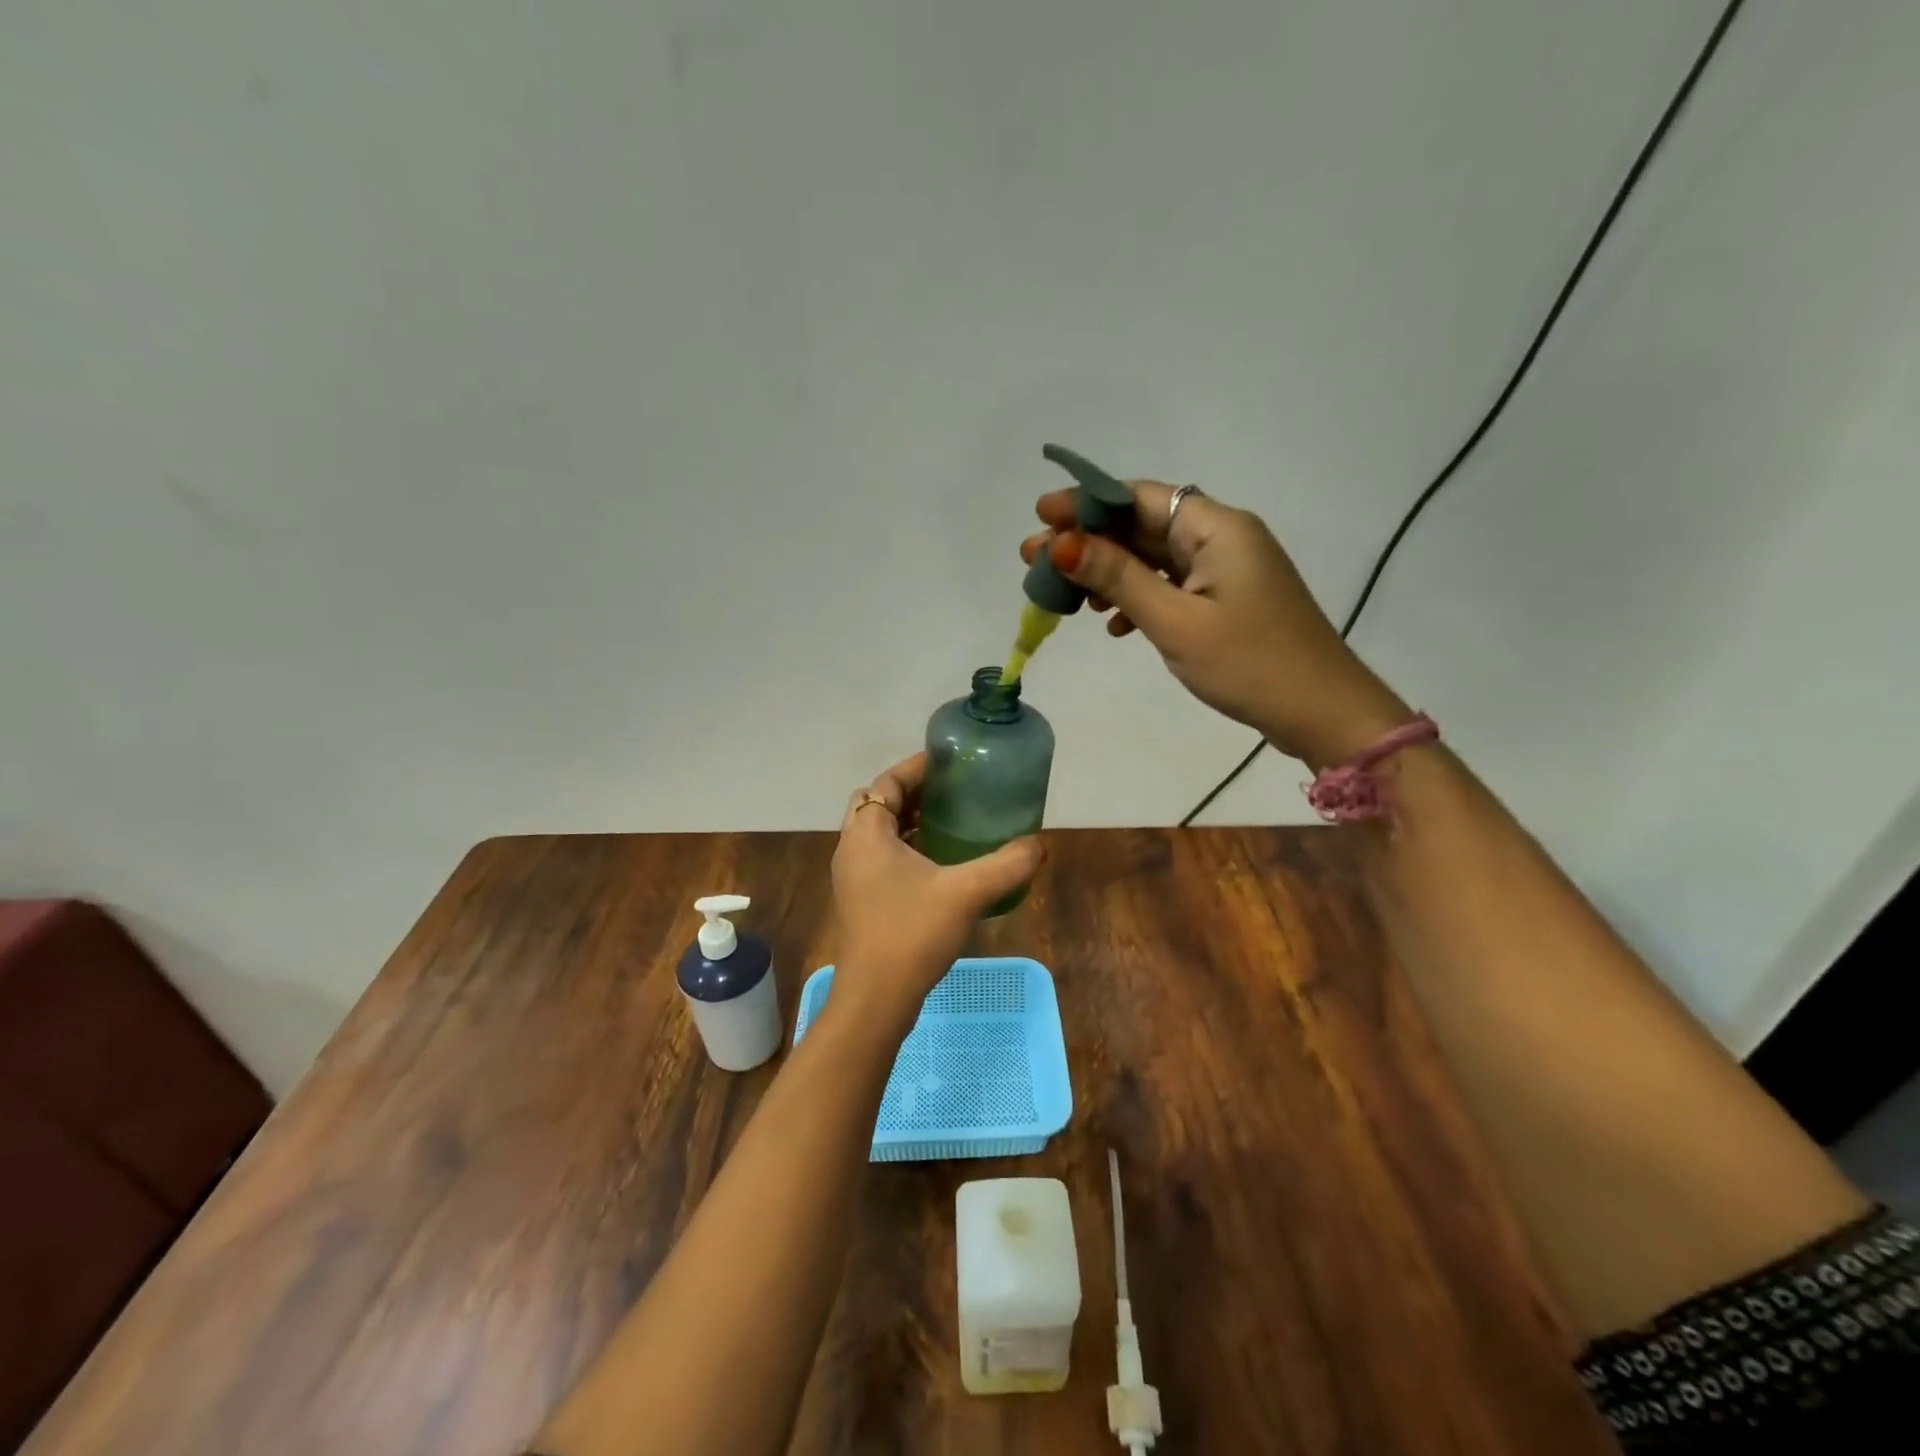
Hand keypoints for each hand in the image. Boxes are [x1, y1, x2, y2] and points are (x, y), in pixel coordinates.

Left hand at [829, 753, 1043, 1028]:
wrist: (876, 998)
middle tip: (950, 791)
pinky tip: (940, 863)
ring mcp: (853, 877)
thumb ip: (1006, 865)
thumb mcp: (966, 893)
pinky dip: (906, 847)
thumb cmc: (912, 934)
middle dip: (911, 792)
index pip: (885, 783)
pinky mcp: (861, 900)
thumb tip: (1039, 845)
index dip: (915, 768)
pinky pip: (881, 857)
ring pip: (878, 832)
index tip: (947, 763)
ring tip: (950, 820)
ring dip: (908, 821)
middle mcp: (852, 849)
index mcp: (866, 834)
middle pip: (877, 803)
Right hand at [1021, 483, 1407, 765]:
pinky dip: (1138, 597)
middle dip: (1088, 541)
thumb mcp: (1175, 621)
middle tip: (1033, 559)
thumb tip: (1062, 544)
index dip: (1085, 503)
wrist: (1321, 712)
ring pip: (1153, 558)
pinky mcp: (1227, 600)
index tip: (1040, 516)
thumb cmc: (1249, 664)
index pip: (1139, 497)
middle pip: (1142, 526)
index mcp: (1216, 528)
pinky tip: (1113, 624)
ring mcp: (1226, 570)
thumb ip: (1118, 578)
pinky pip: (1171, 585)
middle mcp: (1222, 537)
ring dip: (1109, 572)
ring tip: (1063, 593)